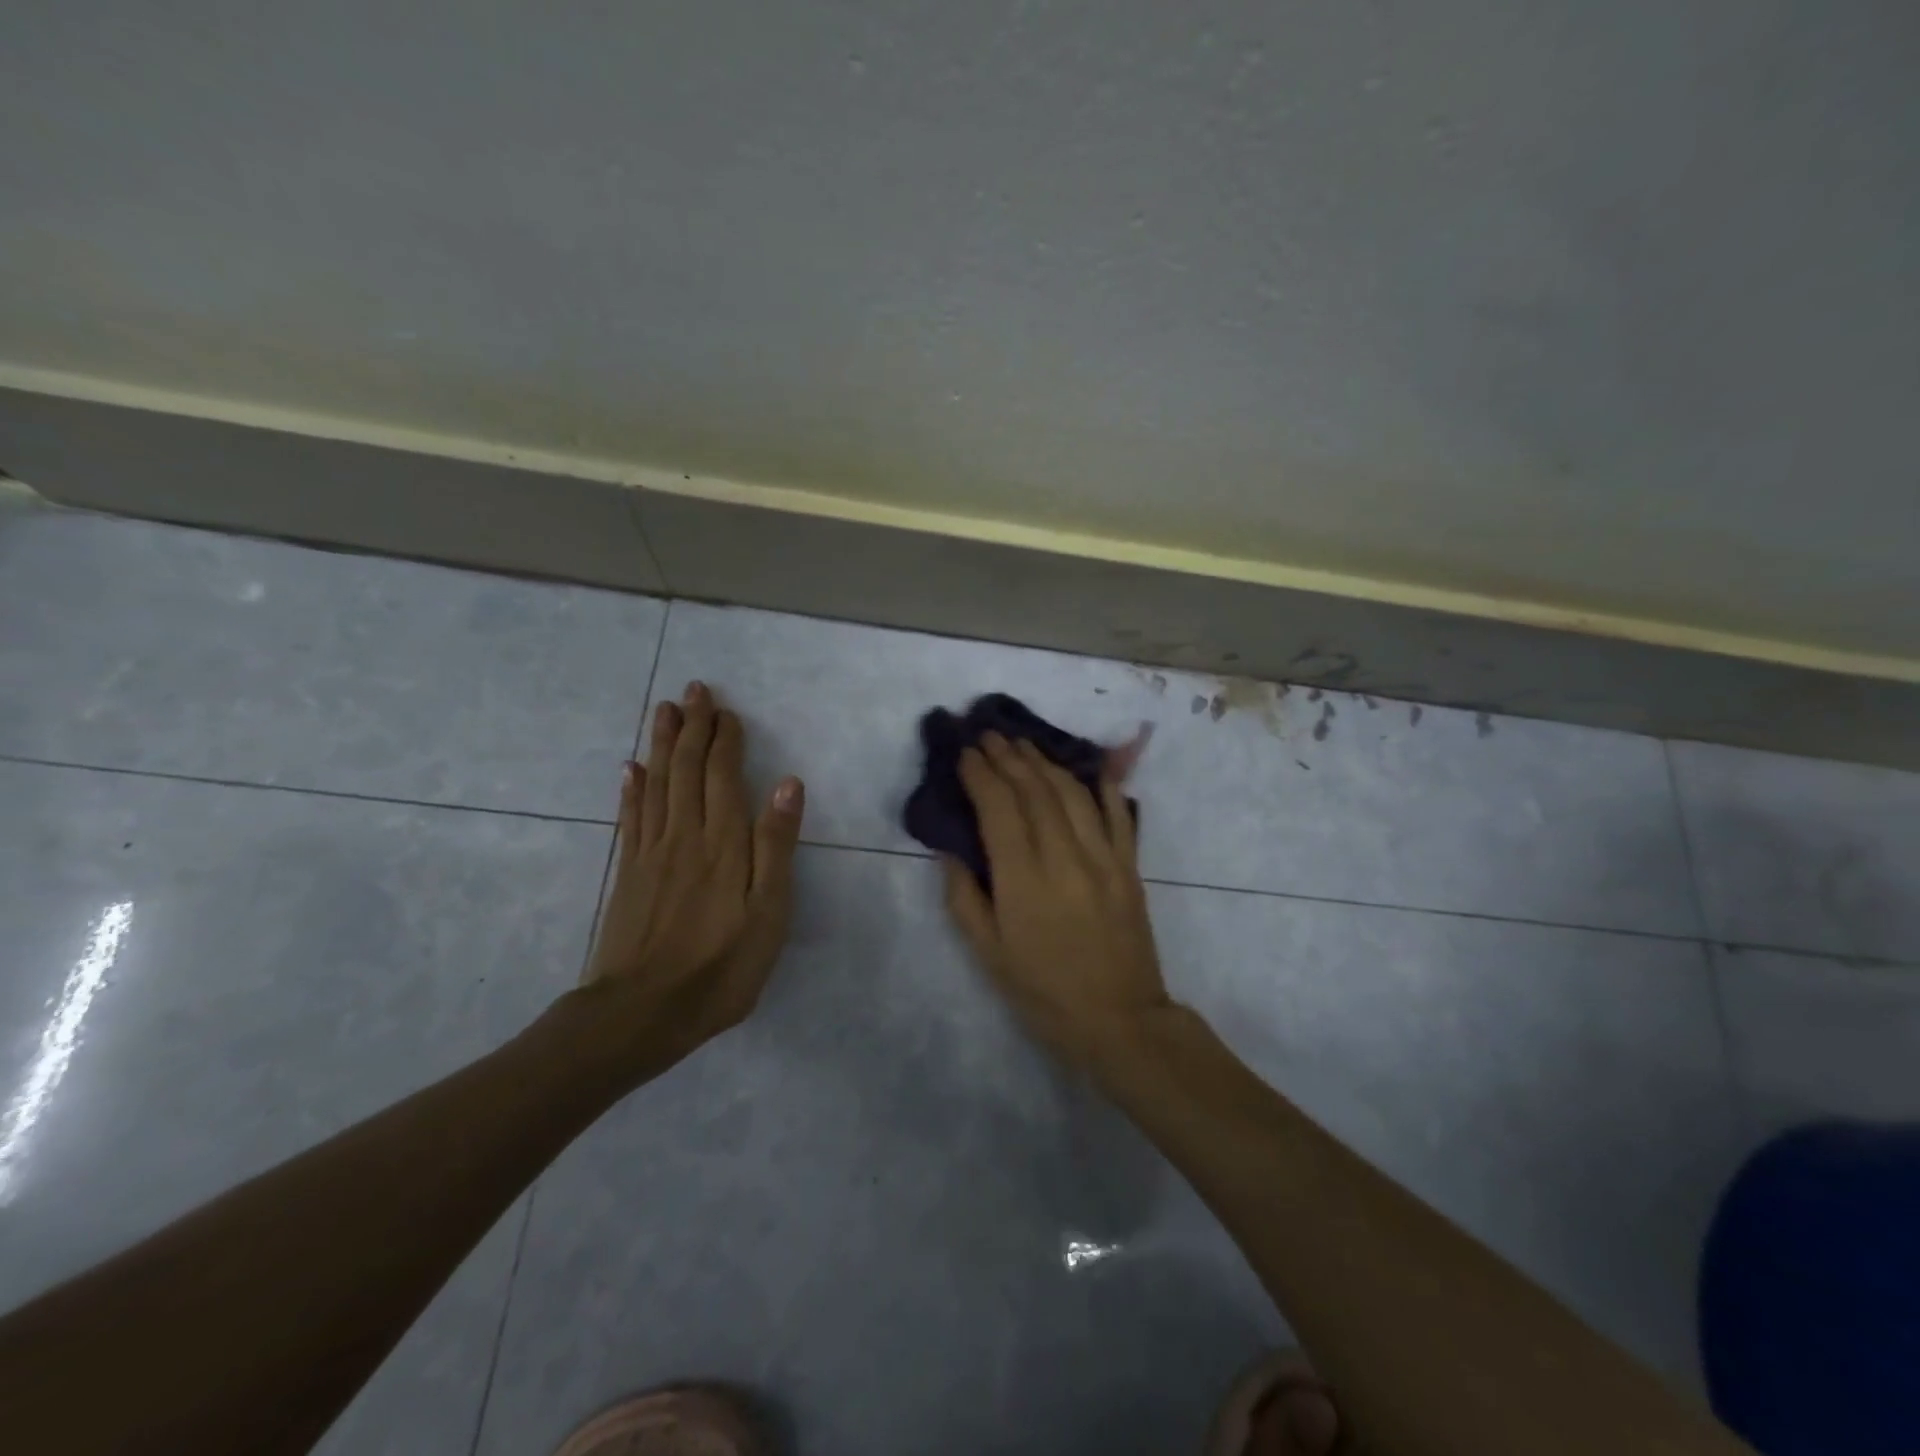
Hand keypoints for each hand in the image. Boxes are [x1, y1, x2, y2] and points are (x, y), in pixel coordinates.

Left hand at [575, 681, 803, 1077]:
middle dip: (693, 727)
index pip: (723, 776)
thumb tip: (789, 783)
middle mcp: (684, 835)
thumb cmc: (720, 967)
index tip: (727, 710)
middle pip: (687, 770)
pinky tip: (629, 769)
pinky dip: (631, 788)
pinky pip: (630, 818)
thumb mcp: (768, 913)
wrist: (641, 1013)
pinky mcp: (628, 873)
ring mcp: (651, 852)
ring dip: (662, 744)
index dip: (725, 740)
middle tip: (694, 690)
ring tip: (664, 711)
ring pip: (656, 784)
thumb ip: (776, 845)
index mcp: (723, 843)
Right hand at [942, 732, 1169, 1066]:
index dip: (981, 775)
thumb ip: (965, 897)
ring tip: (1024, 745)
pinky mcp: (1129, 867)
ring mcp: (1104, 858)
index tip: (966, 753)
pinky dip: (1103, 786)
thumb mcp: (988, 954)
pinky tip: (1090, 768)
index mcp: (1023, 880)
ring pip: (1073, 794)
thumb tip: (951, 851)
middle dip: (1009, 758)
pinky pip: (1118, 815)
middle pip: (1035, 791)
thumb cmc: (1043, 992)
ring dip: (1046, 764)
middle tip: (990, 735)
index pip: (999, 809)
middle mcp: (1064, 857)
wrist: (1119, 1020)